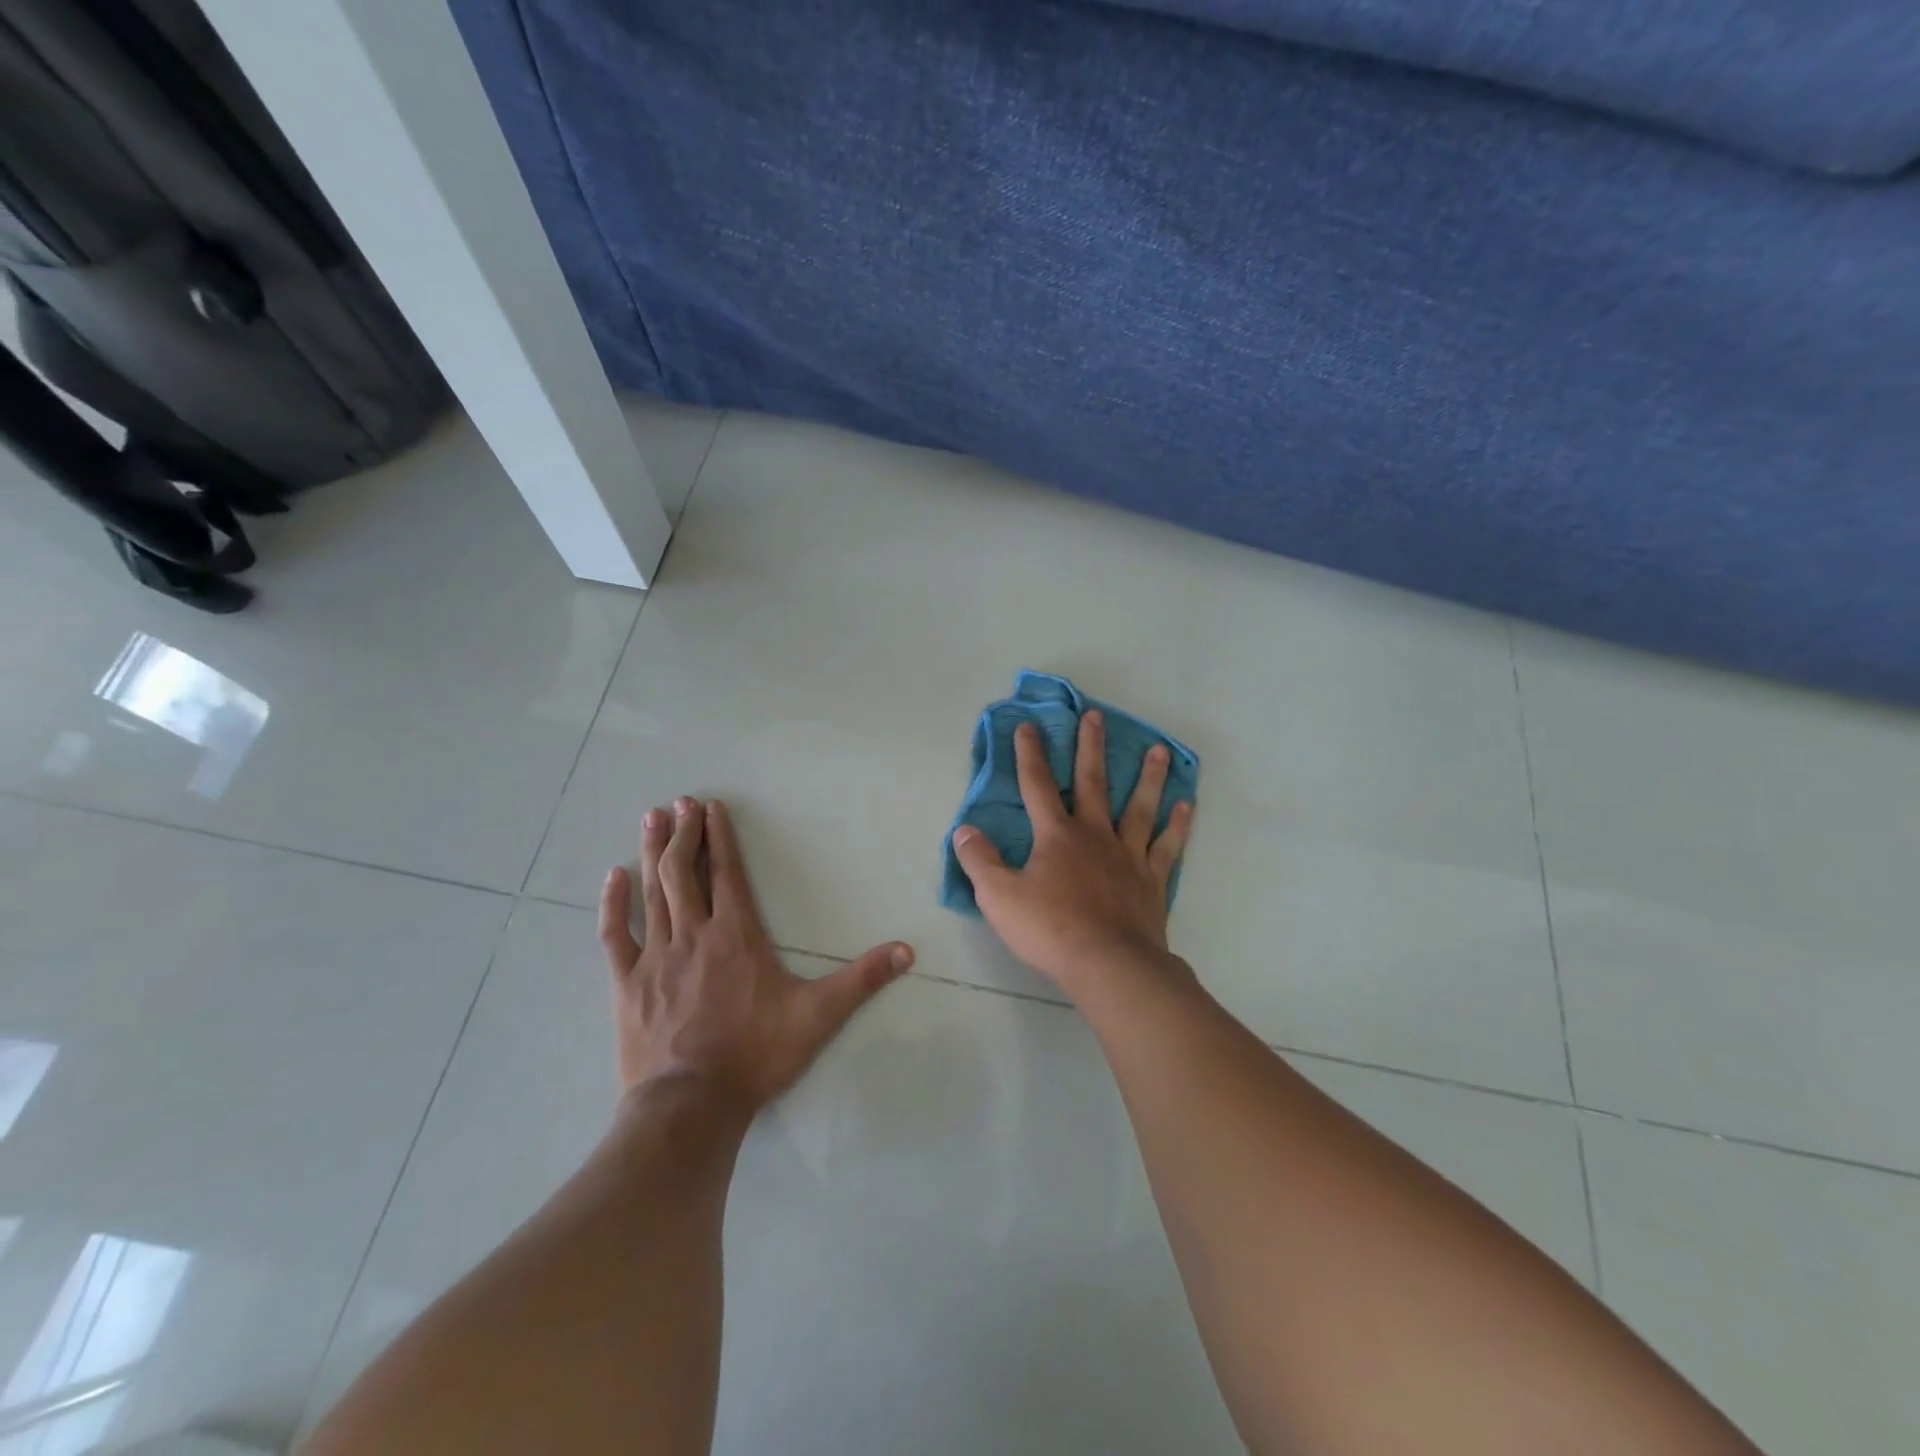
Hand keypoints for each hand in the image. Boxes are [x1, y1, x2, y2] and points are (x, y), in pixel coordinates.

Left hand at [599, 797, 913, 1115]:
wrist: (690, 1105)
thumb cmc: (756, 1054)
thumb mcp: (818, 1015)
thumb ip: (862, 980)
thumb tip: (907, 951)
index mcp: (736, 935)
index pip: (727, 873)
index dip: (719, 837)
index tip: (711, 806)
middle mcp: (694, 934)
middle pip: (684, 872)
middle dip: (684, 833)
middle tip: (681, 802)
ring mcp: (655, 957)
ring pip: (652, 893)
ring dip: (652, 853)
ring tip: (651, 819)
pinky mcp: (627, 984)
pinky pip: (615, 936)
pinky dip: (612, 905)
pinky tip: (611, 878)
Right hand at [951, 712, 1194, 994]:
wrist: (1109, 964)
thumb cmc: (1050, 929)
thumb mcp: (999, 896)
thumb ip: (980, 861)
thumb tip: (964, 830)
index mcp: (1056, 835)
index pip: (1037, 785)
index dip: (1029, 754)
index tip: (1028, 726)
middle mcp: (1094, 834)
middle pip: (1092, 782)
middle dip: (1090, 747)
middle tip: (1095, 716)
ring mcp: (1128, 855)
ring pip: (1139, 806)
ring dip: (1148, 776)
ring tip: (1158, 749)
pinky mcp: (1152, 879)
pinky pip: (1167, 845)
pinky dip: (1177, 824)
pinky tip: (1186, 805)